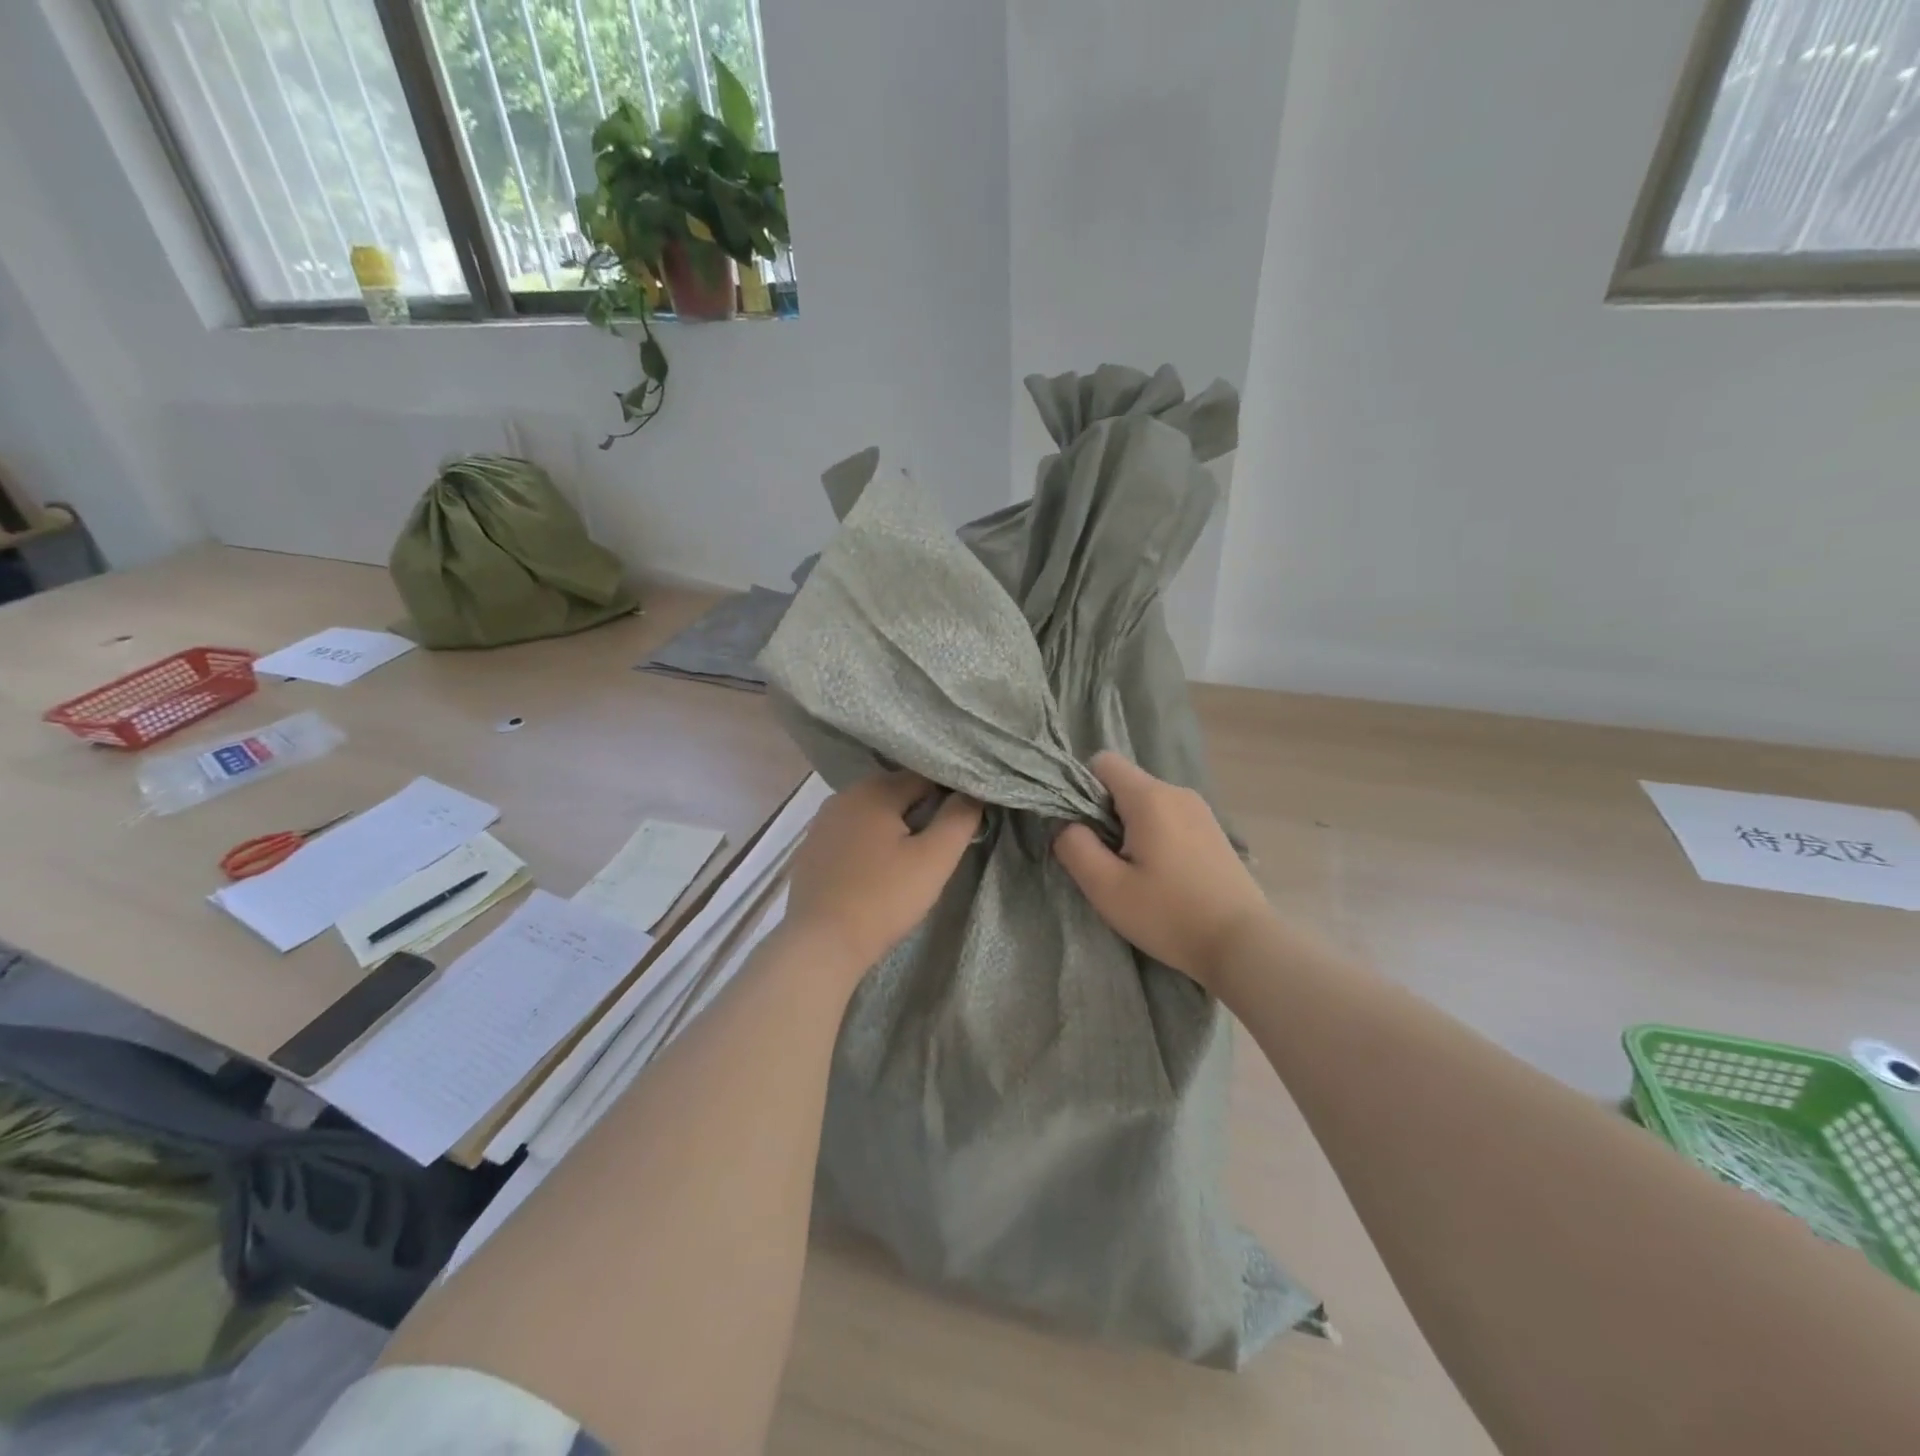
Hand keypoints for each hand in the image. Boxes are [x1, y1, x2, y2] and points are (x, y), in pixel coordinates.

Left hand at [782, 771, 981, 979]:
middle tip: (939, 846)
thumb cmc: (884, 898)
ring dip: (894, 828)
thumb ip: (959, 819)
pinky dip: (869, 844)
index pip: (925, 776)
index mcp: (874, 789)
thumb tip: (972, 793)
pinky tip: (876, 871)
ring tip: (910, 859)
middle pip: (896, 793)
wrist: (821, 944)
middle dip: (920, 812)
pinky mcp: (811, 849)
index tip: (961, 822)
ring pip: (872, 814)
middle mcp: (844, 796)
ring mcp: (822, 823)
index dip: (949, 795)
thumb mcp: (934, 859)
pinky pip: (851, 834)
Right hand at [1053, 751, 1273, 989]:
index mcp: (1150, 797)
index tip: (1085, 831)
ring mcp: (1200, 810)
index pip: (1103, 762)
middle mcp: (1177, 792)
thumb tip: (1066, 824)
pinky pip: (1169, 818)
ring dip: (1130, 829)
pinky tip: (1163, 877)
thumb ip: (1075, 847)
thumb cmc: (1170, 915)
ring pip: (1147, 803)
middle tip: (1108, 863)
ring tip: (1136, 874)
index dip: (1082, 789)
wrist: (1244, 945)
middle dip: (1105, 814)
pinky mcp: (1213, 831)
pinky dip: (1155, 837)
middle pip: (1125, 783)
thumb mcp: (1107, 888)